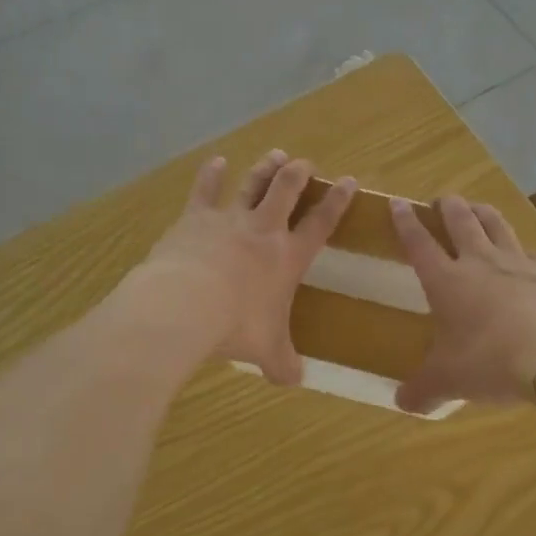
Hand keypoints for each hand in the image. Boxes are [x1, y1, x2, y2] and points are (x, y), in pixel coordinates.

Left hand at [140, 150, 355, 384]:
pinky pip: (206, 190)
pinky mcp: (196, 217)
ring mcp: (229, 218)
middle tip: (305, 163)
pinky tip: (216, 161)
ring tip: (276, 154)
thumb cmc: (236, 326)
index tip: (349, 181)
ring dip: (265, 167)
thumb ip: (283, 362)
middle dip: (299, 173)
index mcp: (287, 257)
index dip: (337, 201)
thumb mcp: (266, 350)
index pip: (321, 223)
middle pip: (287, 190)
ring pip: (253, 183)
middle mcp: (263, 229)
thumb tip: (295, 381)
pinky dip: (211, 174)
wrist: (186, 304)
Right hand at [390, 195, 535, 412]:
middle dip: (447, 205)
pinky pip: (531, 252)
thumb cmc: (490, 363)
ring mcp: (518, 262)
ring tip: (476, 209)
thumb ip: (422, 390)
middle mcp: (479, 261)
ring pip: (496, 223)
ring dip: (482, 212)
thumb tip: (401, 403)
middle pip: (459, 219)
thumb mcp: (448, 382)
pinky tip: (524, 259)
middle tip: (441, 201)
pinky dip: (521, 251)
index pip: (418, 241)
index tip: (397, 202)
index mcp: (446, 280)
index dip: (405, 221)